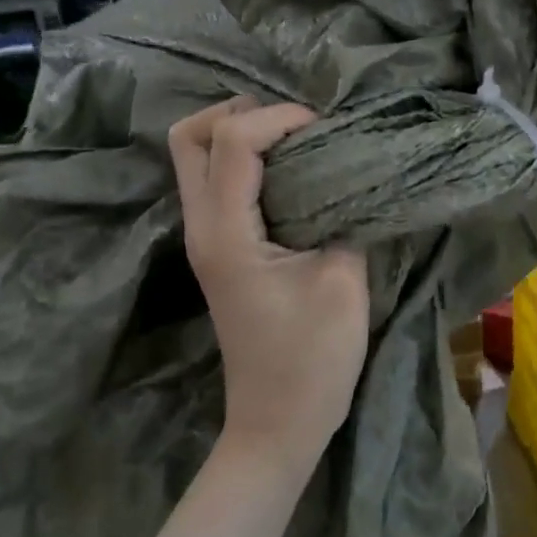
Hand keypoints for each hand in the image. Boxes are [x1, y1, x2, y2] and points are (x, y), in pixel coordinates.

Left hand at [168, 98, 369, 464]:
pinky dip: (246, 163)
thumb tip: (349, 176)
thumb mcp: (343, 281)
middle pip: (187, 138)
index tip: (325, 130)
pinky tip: (291, 174)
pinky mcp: (220, 252)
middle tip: (294, 124)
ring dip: (240, 136)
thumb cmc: (313, 358)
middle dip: (238, 113)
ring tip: (296, 141)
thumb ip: (344, 215)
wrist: (279, 423)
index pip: (231, 141)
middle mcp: (202, 228)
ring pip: (196, 160)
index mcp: (226, 232)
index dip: (278, 118)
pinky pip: (217, 185)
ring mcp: (205, 241)